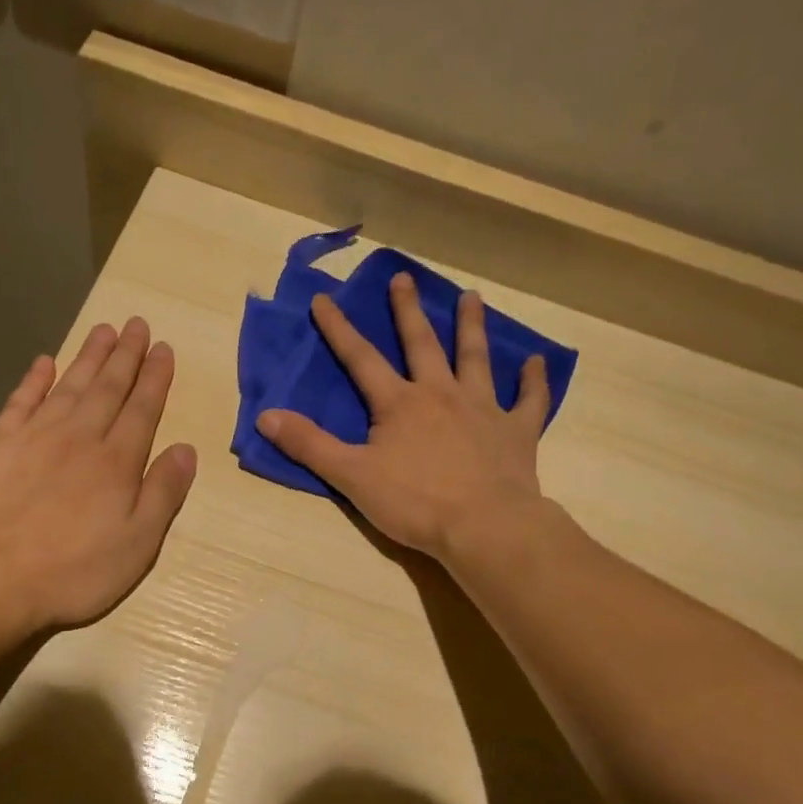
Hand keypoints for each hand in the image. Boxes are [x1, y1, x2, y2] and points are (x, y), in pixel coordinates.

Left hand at [0, 318, 195, 630]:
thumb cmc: (73, 571)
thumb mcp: (137, 544)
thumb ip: (163, 493)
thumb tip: (186, 449)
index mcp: (117, 462)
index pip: (142, 409)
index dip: (155, 378)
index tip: (163, 349)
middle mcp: (80, 437)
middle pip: (107, 387)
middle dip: (126, 355)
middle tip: (137, 324)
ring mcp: (35, 436)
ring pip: (69, 385)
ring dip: (88, 356)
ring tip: (104, 330)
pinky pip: (21, 401)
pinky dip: (34, 379)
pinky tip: (44, 362)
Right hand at [258, 273, 550, 561]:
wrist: (484, 525)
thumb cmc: (414, 502)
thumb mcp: (351, 476)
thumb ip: (309, 444)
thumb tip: (265, 416)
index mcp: (399, 404)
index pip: (361, 359)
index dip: (338, 330)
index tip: (323, 299)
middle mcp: (441, 394)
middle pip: (422, 344)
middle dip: (407, 311)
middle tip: (404, 278)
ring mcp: (483, 409)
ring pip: (475, 359)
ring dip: (471, 327)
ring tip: (471, 297)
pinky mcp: (516, 431)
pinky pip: (528, 400)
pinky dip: (533, 380)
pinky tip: (536, 361)